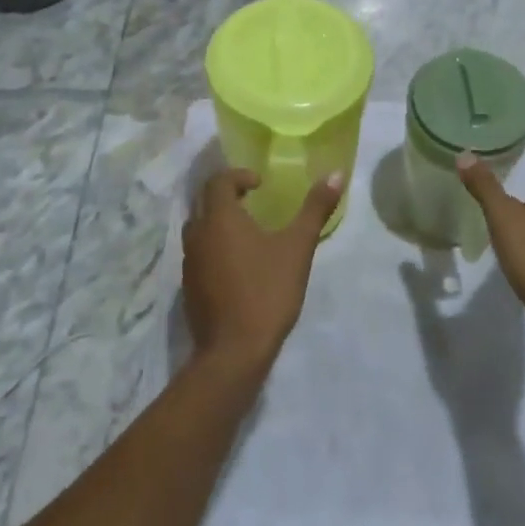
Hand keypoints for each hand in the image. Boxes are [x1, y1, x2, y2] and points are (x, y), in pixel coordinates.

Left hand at [181, 168, 343, 374]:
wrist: (233, 352)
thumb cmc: (267, 291)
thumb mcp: (298, 247)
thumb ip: (315, 208)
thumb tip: (336, 173)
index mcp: (219, 218)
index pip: (219, 181)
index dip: (239, 176)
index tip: (260, 185)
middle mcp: (197, 234)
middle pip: (204, 202)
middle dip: (227, 196)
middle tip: (253, 201)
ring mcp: (189, 263)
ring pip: (199, 229)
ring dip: (218, 222)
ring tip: (247, 232)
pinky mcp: (188, 288)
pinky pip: (198, 254)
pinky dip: (214, 248)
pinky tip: (237, 265)